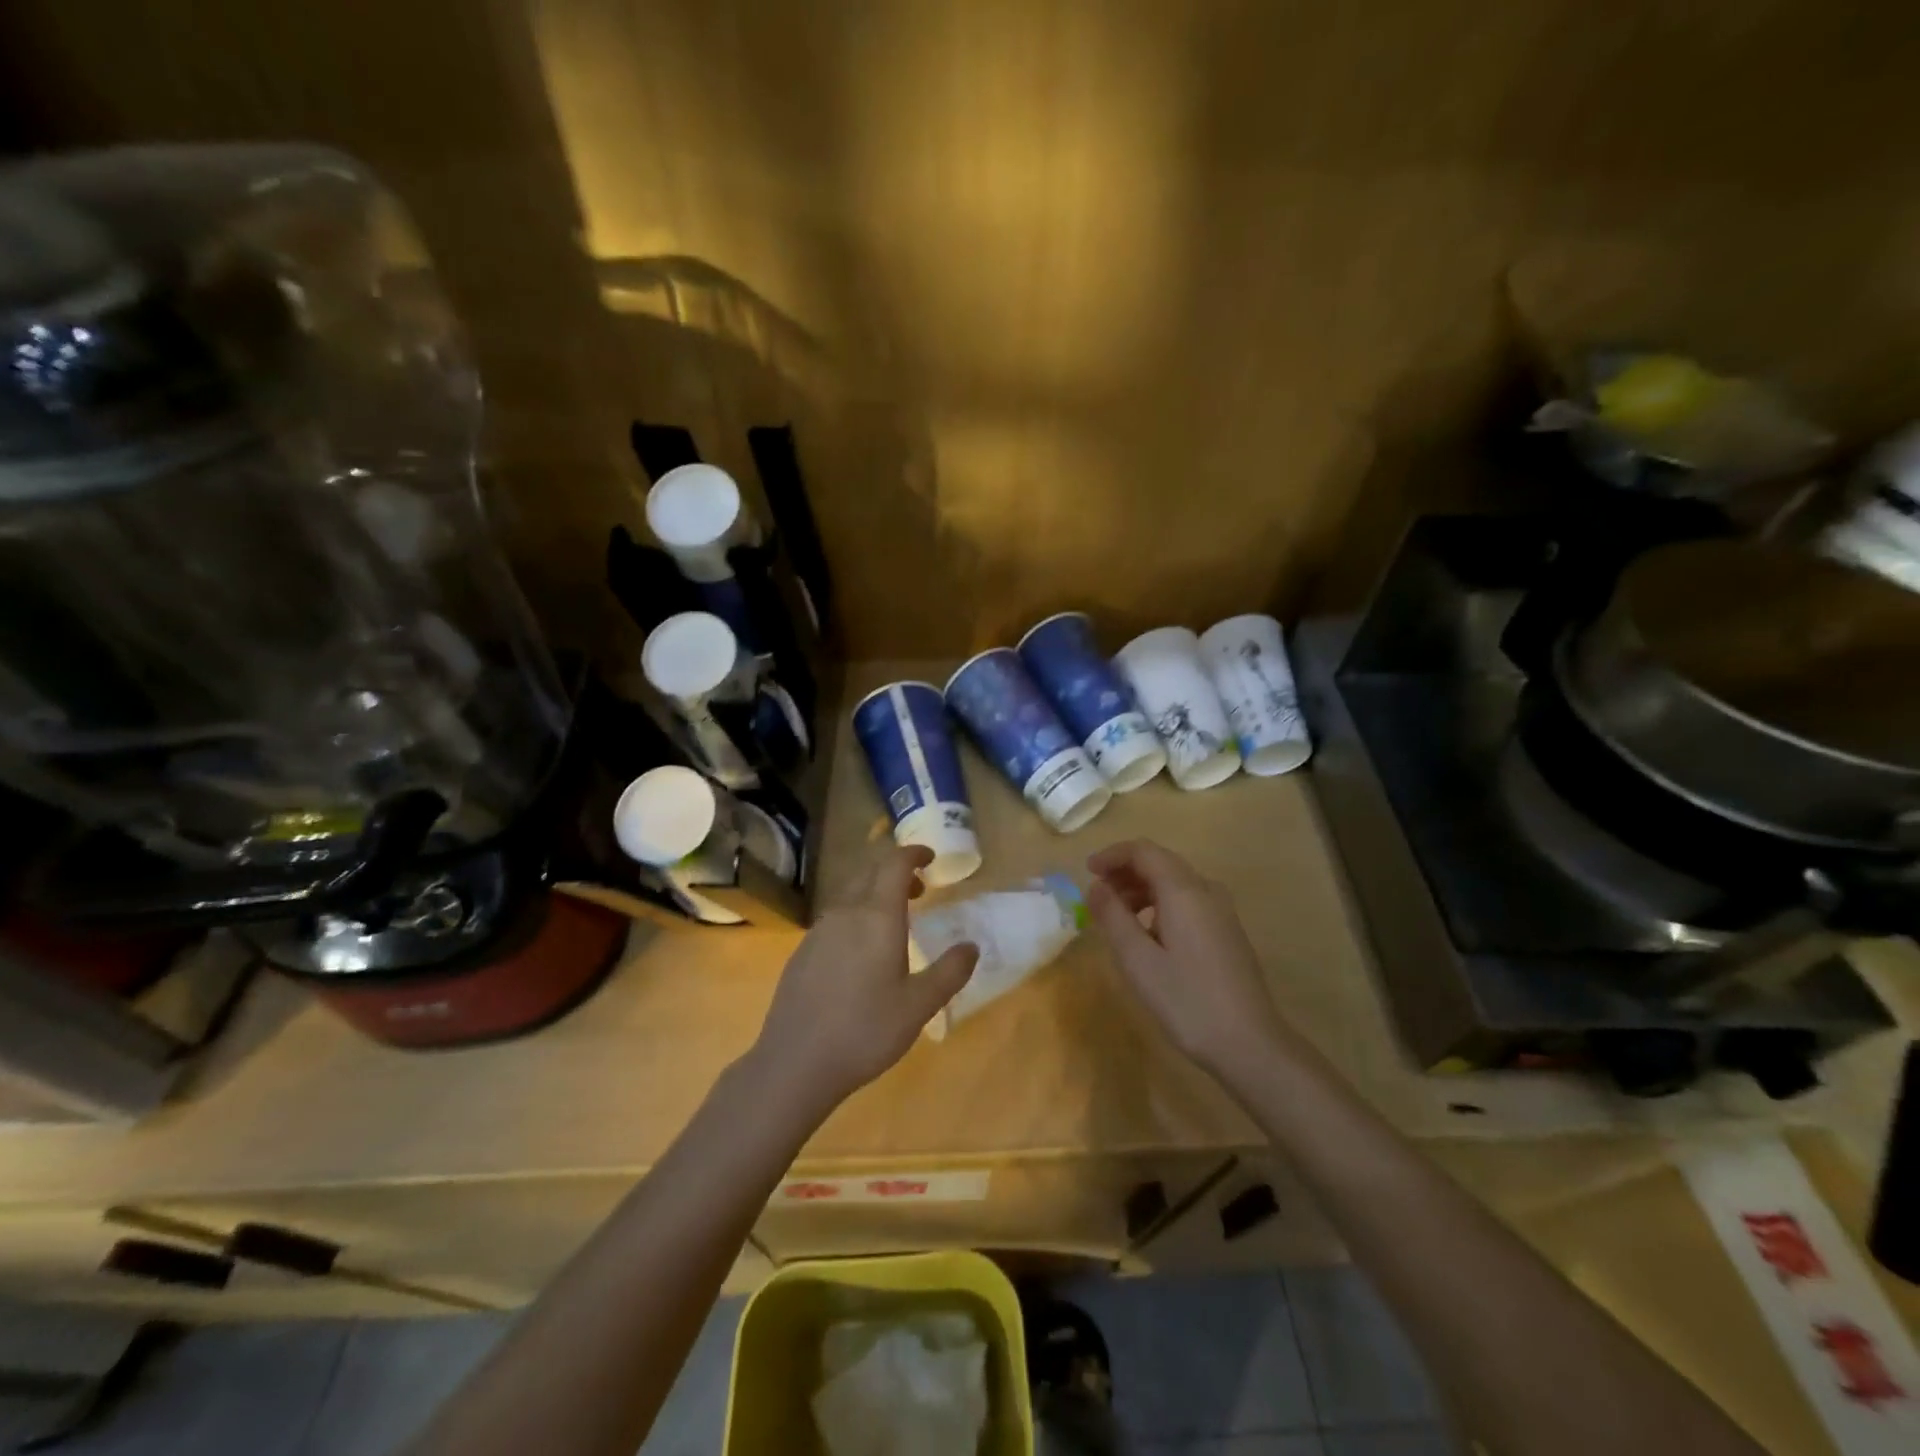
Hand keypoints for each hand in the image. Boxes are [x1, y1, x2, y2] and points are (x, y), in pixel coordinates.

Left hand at [750, 845, 977, 1114]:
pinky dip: (855, 915)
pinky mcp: (802, 952)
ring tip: (894, 920)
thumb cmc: (865, 1030)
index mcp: (877, 916)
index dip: (913, 854)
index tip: (931, 857)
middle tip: (920, 889)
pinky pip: (834, 917)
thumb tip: (971, 946)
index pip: (895, 865)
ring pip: (849, 894)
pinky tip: (860, 951)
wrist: (795, 1062)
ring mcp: (818, 931)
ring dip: (874, 893)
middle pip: (870, 873)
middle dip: (896, 872)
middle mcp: (845, 913)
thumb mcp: (919, 1006)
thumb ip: (949, 972)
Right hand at [1086, 839, 1288, 1081]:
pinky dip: (1159, 904)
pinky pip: (1187, 901)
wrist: (1249, 1044)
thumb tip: (1095, 886)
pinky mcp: (1226, 931)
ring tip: (1116, 917)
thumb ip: (1112, 917)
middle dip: (1124, 872)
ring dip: (1141, 889)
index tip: (1087, 872)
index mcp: (1184, 891)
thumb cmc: (1187, 1000)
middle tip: (1097, 895)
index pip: (1144, 851)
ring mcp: (1221, 911)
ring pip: (1174, 882)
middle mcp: (1206, 891)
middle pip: (1160, 862)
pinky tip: (1147, 934)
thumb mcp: (1137, 960)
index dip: (1112, 855)